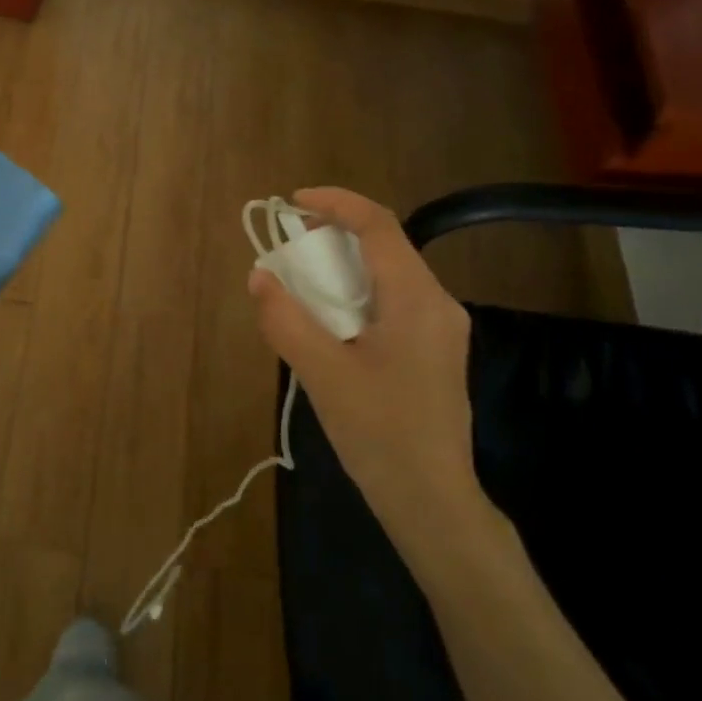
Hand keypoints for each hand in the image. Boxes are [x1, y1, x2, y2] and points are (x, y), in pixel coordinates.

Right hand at [249, 187, 496, 575]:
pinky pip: (394, 303)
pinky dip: (357, 295)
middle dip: (335, 235)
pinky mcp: (435, 352)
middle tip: (290, 246)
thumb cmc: (379, 434)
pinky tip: (331, 322)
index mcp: (417, 300)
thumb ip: (287, 319)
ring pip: (390, 275)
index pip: (379, 226)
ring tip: (302, 283)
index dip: (336, 203)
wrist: (432, 499)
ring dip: (344, 268)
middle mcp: (438, 304)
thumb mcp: (323, 374)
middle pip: (386, 246)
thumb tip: (260, 276)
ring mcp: (441, 329)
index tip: (293, 201)